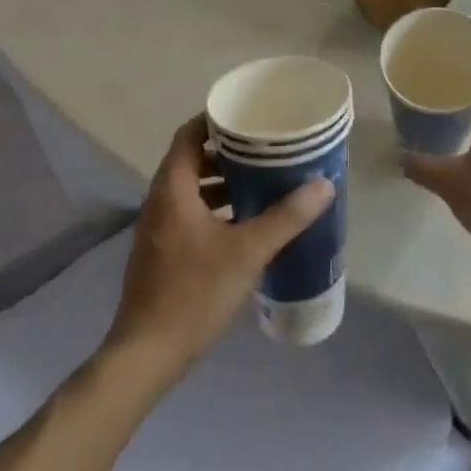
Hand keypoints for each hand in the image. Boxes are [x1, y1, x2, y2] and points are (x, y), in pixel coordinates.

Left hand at [105, 115, 334, 380]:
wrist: (147, 355)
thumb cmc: (194, 293)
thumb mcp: (248, 252)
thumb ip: (287, 217)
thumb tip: (324, 185)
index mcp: (173, 189)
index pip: (189, 134)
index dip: (216, 119)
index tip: (249, 115)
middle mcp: (160, 201)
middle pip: (191, 158)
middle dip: (227, 150)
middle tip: (265, 146)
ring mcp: (158, 228)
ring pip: (191, 188)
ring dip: (222, 180)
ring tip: (262, 179)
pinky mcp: (162, 251)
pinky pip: (189, 211)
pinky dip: (215, 206)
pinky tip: (245, 221)